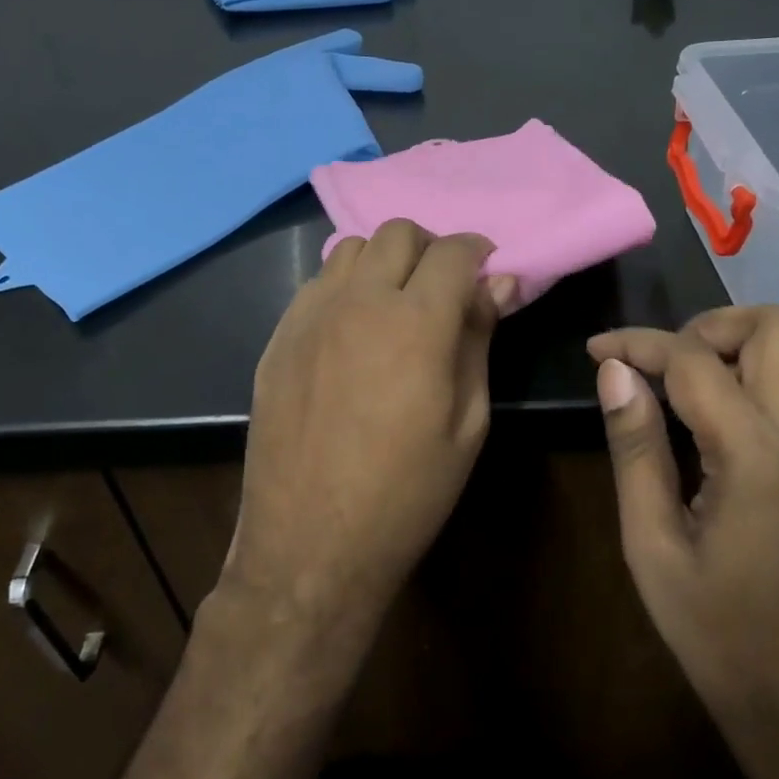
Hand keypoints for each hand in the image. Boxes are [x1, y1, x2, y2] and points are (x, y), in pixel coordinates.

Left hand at [230, 220, 511, 638]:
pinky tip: (354, 330)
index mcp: (416, 323)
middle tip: (445, 289)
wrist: (311, 545)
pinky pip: (317, 283)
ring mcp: (311, 316)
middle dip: (432, 249)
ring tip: (397, 304)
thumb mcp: (467, 422)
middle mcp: (359, 302)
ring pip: (352, 248)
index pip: (454, 252)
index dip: (479, 253)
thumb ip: (479, 340)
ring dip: (385, 262)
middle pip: (399, 233)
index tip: (488, 272)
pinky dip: (346, 286)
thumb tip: (500, 284)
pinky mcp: (279, 337)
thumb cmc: (407, 493)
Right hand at [588, 307, 778, 778]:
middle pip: (775, 327)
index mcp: (758, 454)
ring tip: (670, 388)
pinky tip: (701, 421)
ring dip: (728, 348)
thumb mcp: (652, 543)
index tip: (596, 351)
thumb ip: (636, 446)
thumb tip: (615, 371)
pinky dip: (744, 378)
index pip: (696, 359)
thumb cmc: (718, 635)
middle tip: (655, 364)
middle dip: (707, 326)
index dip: (639, 342)